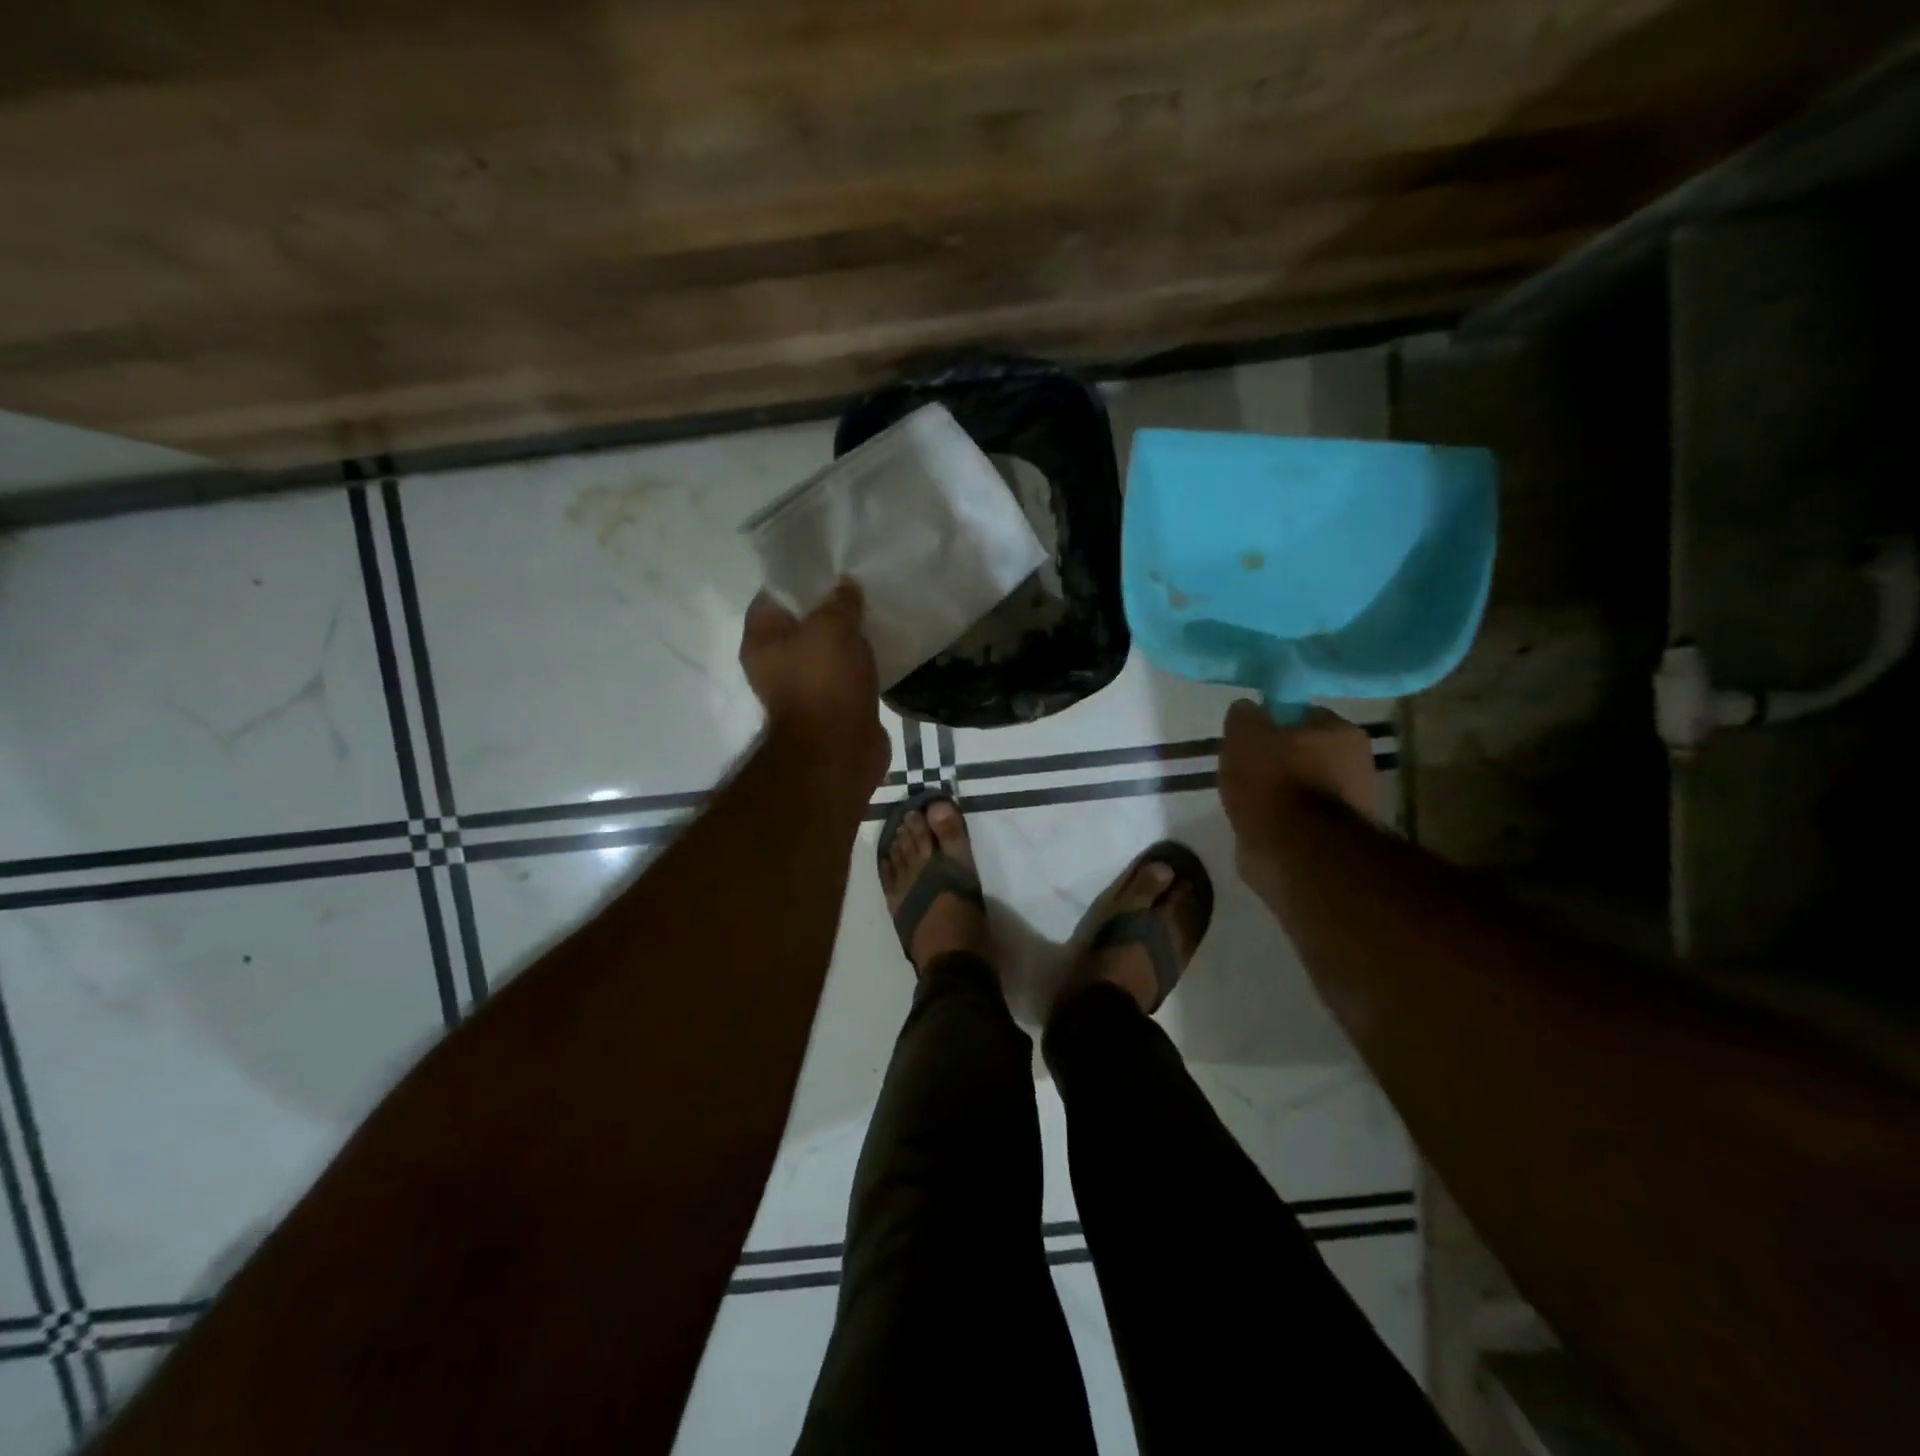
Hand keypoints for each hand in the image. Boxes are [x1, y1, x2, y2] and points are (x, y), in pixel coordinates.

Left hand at [740, 582, 888, 790]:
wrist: (839, 750)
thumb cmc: (824, 682)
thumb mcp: (832, 627)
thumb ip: (839, 601)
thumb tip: (845, 586)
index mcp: (761, 640)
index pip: (773, 595)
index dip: (800, 576)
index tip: (829, 564)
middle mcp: (775, 662)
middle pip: (801, 622)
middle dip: (828, 605)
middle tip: (858, 585)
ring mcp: (803, 686)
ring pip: (825, 649)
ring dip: (846, 635)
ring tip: (873, 611)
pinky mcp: (830, 705)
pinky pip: (844, 673)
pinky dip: (859, 662)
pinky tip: (880, 645)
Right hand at [1218, 701, 1378, 858]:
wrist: (1298, 853)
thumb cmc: (1273, 783)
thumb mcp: (1245, 736)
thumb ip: (1245, 717)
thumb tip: (1248, 709)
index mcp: (1341, 731)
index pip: (1302, 715)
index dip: (1272, 725)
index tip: (1248, 740)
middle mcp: (1358, 763)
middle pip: (1307, 753)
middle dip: (1279, 762)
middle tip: (1246, 773)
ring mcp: (1353, 804)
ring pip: (1305, 789)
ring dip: (1281, 795)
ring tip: (1250, 806)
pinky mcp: (1339, 839)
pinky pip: (1303, 821)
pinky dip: (1284, 823)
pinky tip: (1262, 828)